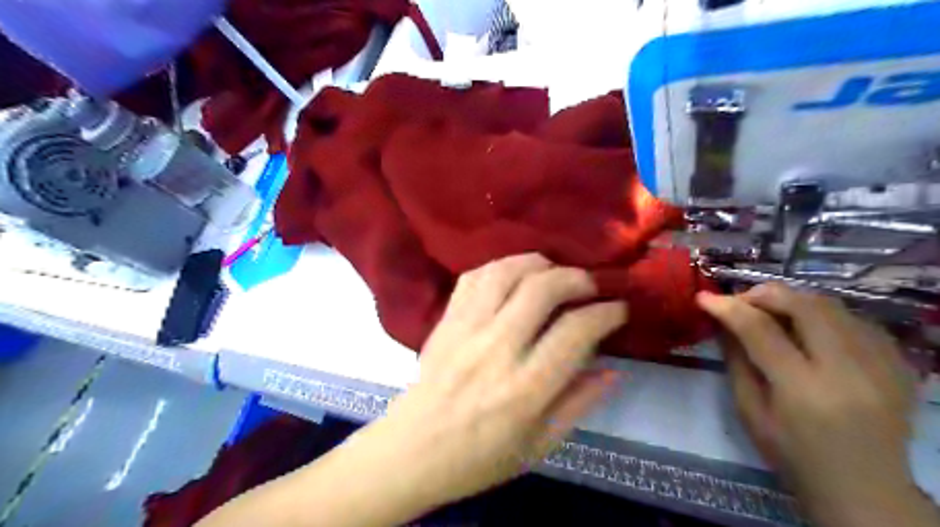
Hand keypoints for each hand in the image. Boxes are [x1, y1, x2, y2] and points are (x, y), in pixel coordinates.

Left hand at [353, 254, 621, 514]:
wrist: (412, 449)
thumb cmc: (479, 457)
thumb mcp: (540, 445)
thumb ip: (579, 404)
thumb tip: (613, 369)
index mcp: (525, 389)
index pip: (575, 332)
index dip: (605, 313)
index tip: (618, 308)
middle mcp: (496, 349)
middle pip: (542, 289)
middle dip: (576, 278)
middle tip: (590, 286)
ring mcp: (466, 329)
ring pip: (506, 272)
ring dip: (538, 263)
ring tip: (554, 272)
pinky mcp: (445, 320)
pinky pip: (473, 277)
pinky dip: (500, 267)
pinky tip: (513, 275)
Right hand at [697, 284, 931, 525]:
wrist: (865, 490)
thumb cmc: (794, 455)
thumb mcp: (750, 411)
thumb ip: (737, 361)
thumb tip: (723, 321)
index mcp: (803, 390)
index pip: (760, 330)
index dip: (728, 307)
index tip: (704, 297)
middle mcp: (849, 371)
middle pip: (805, 305)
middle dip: (764, 294)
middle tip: (741, 302)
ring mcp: (882, 366)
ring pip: (833, 306)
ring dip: (794, 301)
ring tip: (772, 313)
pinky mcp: (901, 365)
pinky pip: (857, 320)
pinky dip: (825, 315)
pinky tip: (809, 329)